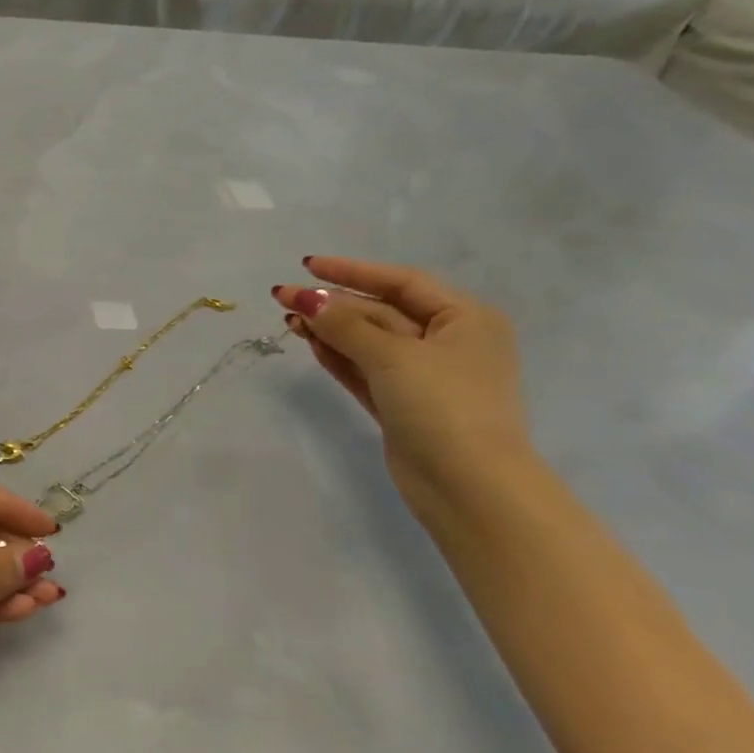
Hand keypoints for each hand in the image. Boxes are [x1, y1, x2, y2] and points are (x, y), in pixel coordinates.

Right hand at [272, 256, 531, 518]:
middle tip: (284, 297)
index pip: (402, 282)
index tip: (307, 265)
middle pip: (381, 312)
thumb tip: (303, 298)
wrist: (469, 486)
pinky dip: (338, 356)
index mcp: (465, 320)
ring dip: (330, 330)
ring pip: (368, 342)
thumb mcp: (392, 356)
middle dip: (333, 305)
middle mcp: (448, 343)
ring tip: (288, 319)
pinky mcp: (403, 406)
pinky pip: (365, 370)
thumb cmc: (443, 405)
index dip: (352, 271)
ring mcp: (425, 377)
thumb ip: (344, 324)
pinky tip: (309, 343)